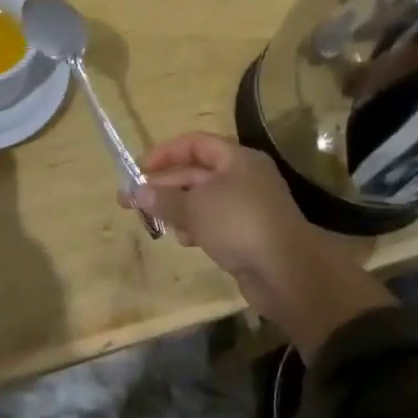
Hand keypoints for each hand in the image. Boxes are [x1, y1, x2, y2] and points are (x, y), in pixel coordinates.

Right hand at [127, 132, 392, 357]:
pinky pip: (214, 223)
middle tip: (130, 201)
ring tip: (156, 222)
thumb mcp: (195, 207)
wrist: (287, 273)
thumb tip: (136, 191)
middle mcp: (244, 178)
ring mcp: (247, 207)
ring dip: (178, 209)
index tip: (138, 168)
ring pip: (203, 201)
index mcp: (237, 159)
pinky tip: (185, 240)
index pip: (195, 144)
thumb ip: (164, 198)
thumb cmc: (239, 224)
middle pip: (196, 173)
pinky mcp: (248, 235)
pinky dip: (196, 228)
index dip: (165, 153)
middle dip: (164, 186)